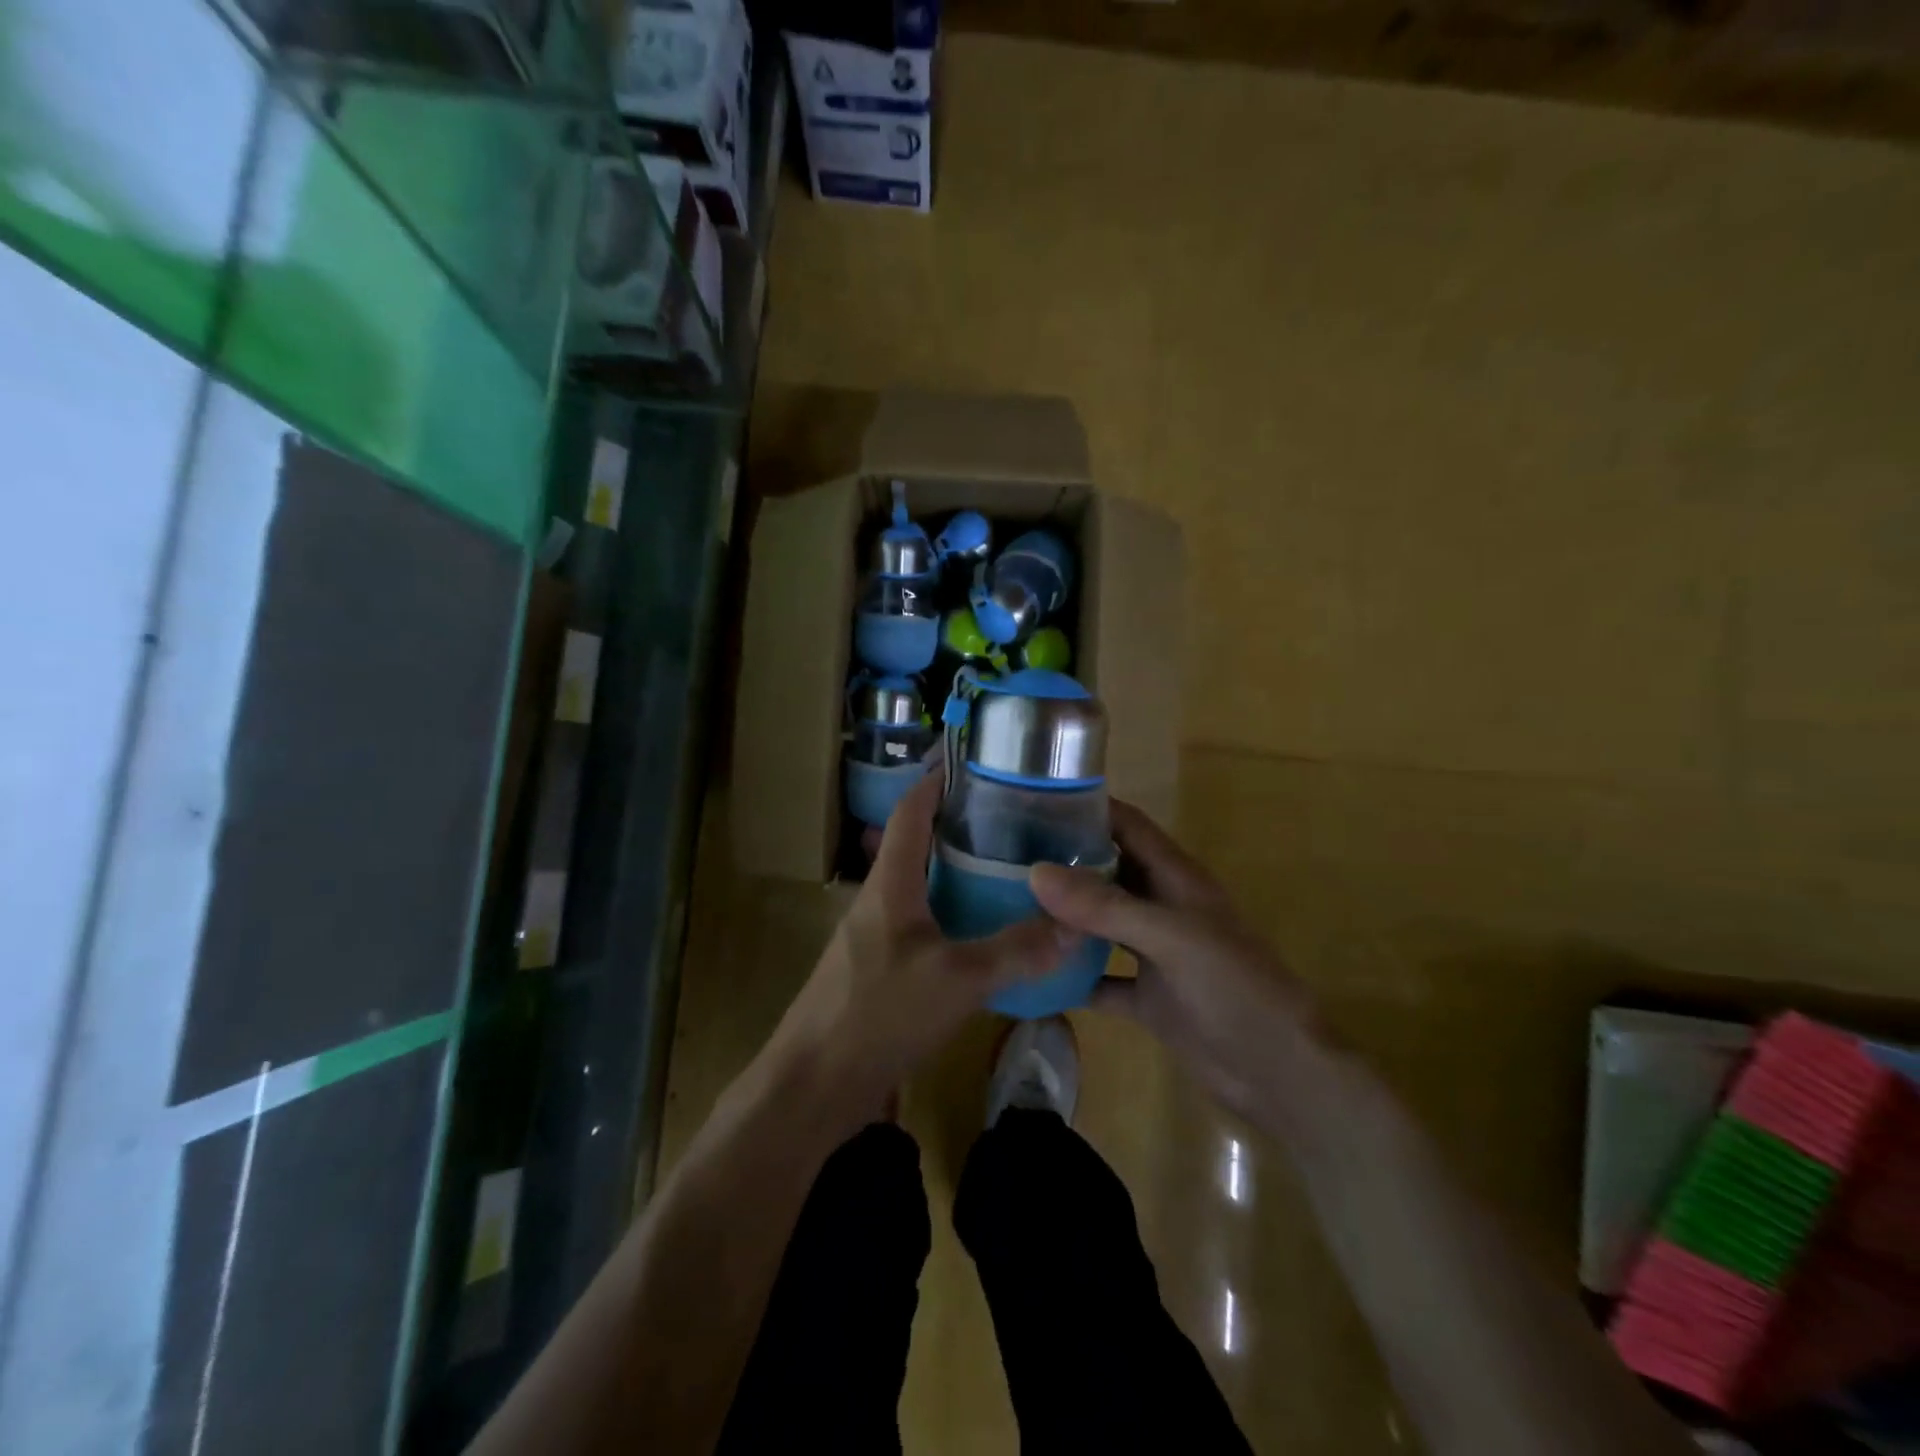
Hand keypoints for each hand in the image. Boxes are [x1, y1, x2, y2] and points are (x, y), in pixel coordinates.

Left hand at [771, 771, 1077, 1110]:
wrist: (814, 1086)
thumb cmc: (879, 1013)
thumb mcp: (957, 979)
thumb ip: (1016, 950)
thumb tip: (1075, 924)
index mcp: (889, 883)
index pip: (909, 811)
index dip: (937, 781)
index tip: (976, 765)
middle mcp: (879, 899)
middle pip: (918, 845)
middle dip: (959, 827)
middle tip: (1012, 820)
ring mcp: (876, 936)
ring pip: (921, 887)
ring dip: (958, 873)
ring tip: (1009, 869)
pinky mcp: (880, 970)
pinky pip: (922, 925)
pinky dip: (953, 915)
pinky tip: (985, 933)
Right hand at [1030, 802, 1320, 1125]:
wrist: (1280, 1075)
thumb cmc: (1235, 989)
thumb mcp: (1171, 938)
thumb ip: (1106, 906)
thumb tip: (1036, 872)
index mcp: (1175, 877)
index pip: (1126, 825)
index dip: (1086, 807)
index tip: (1031, 801)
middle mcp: (1161, 907)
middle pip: (1106, 870)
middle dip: (1062, 860)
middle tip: (1001, 856)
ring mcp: (1153, 954)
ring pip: (1099, 924)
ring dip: (1062, 917)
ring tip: (1004, 905)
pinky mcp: (1147, 998)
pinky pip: (1099, 980)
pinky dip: (1071, 978)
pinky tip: (1030, 978)